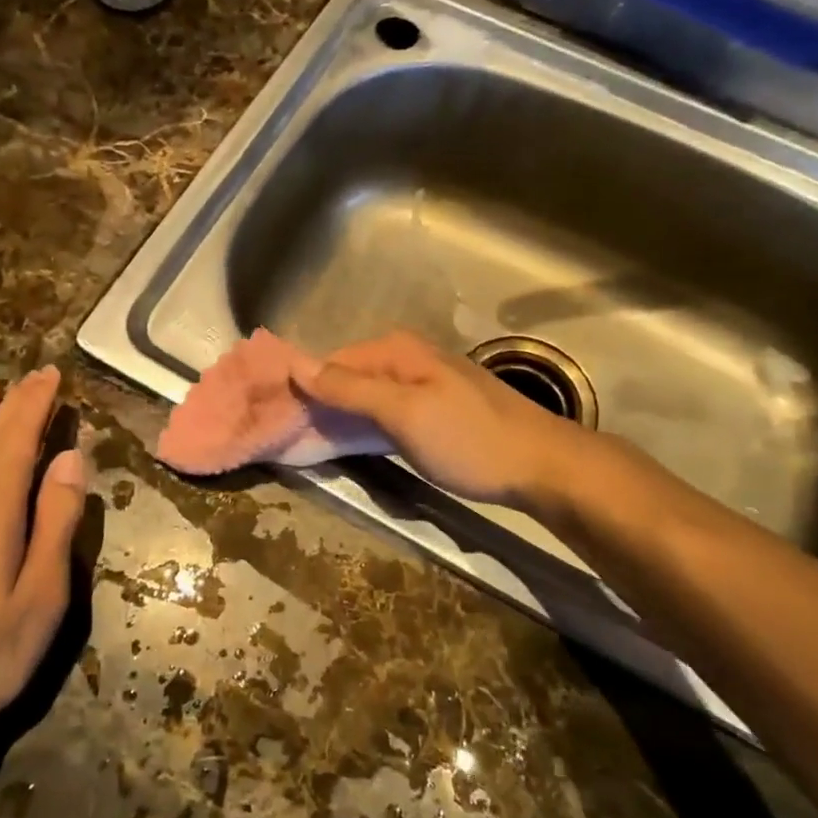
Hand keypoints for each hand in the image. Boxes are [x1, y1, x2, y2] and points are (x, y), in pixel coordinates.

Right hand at [295, 330, 593, 508]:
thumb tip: (296, 364)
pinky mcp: (433, 410)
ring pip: (364, 396)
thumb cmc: (470, 439)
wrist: (543, 466)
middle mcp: (406, 358)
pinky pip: (383, 412)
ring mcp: (422, 384)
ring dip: (338, 417)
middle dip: (317, 403)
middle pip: (346, 377)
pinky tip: (350, 444)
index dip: (301, 388)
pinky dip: (363, 426)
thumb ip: (349, 388)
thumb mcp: (403, 413)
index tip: (274, 419)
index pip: (329, 362)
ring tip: (308, 443)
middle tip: (287, 437)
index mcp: (396, 350)